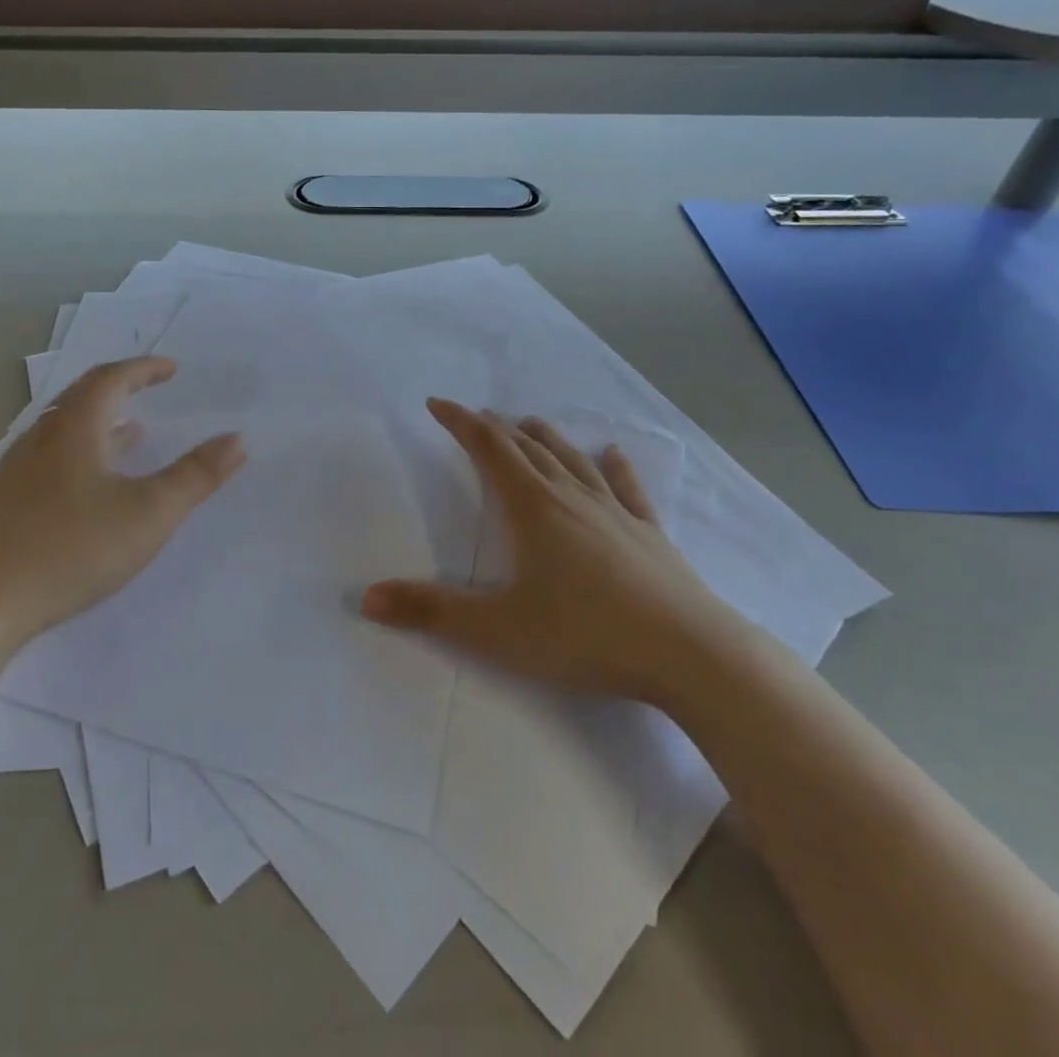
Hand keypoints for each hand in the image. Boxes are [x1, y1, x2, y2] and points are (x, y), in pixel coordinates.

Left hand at [0, 358, 245, 641]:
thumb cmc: (73, 550)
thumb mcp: (150, 513)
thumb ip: (197, 475)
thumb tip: (237, 439)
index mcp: (74, 429)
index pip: (111, 379)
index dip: (144, 369)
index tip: (172, 369)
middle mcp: (40, 437)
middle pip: (82, 396)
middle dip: (121, 386)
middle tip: (151, 387)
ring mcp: (16, 469)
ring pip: (62, 427)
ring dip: (100, 419)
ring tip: (132, 430)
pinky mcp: (4, 501)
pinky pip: (49, 454)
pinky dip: (81, 449)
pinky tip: (91, 483)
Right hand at [361, 401, 744, 703]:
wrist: (691, 655)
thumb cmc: (586, 636)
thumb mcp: (497, 629)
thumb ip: (430, 612)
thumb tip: (367, 598)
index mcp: (533, 509)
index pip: (489, 450)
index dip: (461, 423)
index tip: (438, 404)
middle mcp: (572, 499)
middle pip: (528, 450)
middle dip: (498, 430)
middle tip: (478, 417)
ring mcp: (616, 514)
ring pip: (574, 462)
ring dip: (548, 439)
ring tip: (531, 423)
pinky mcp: (650, 536)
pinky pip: (628, 490)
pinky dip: (616, 467)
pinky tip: (614, 453)